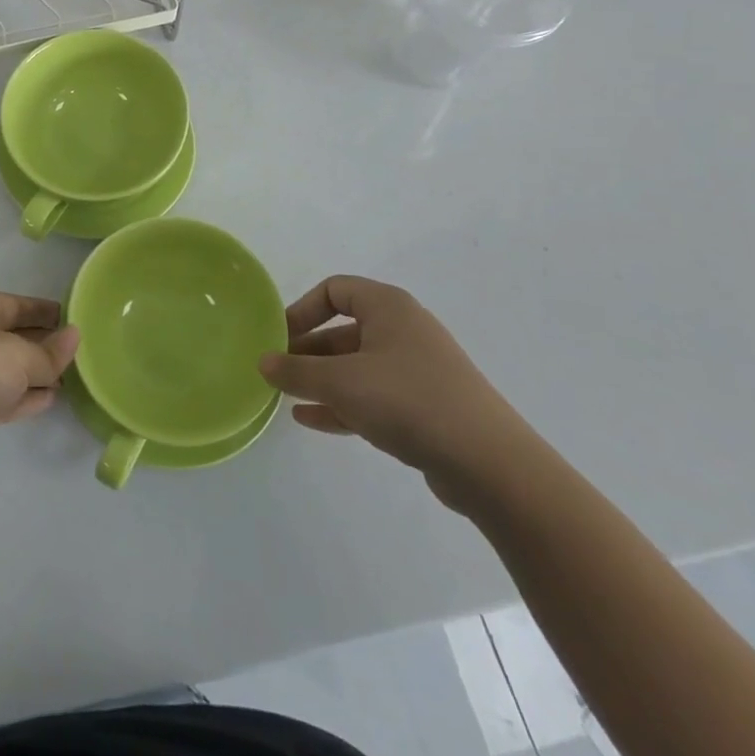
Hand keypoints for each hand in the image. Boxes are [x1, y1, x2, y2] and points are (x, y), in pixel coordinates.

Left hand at [0, 291, 79, 478]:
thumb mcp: (18, 356)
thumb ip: (50, 352)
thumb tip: (75, 336)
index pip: (21, 304)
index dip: (50, 312)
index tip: (80, 321)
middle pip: (14, 335)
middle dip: (45, 344)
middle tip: (82, 354)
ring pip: (8, 368)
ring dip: (36, 373)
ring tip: (71, 378)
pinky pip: (1, 395)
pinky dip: (24, 396)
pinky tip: (50, 400)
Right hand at [259, 275, 535, 510]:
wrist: (491, 465)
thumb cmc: (408, 401)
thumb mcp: (341, 382)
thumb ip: (296, 371)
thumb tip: (263, 361)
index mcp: (388, 307)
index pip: (334, 290)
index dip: (302, 309)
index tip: (278, 337)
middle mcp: (404, 331)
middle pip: (343, 330)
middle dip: (307, 351)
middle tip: (277, 372)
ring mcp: (417, 371)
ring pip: (356, 367)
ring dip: (321, 380)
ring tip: (287, 397)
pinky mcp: (425, 408)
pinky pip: (372, 396)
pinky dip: (342, 404)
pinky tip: (312, 420)